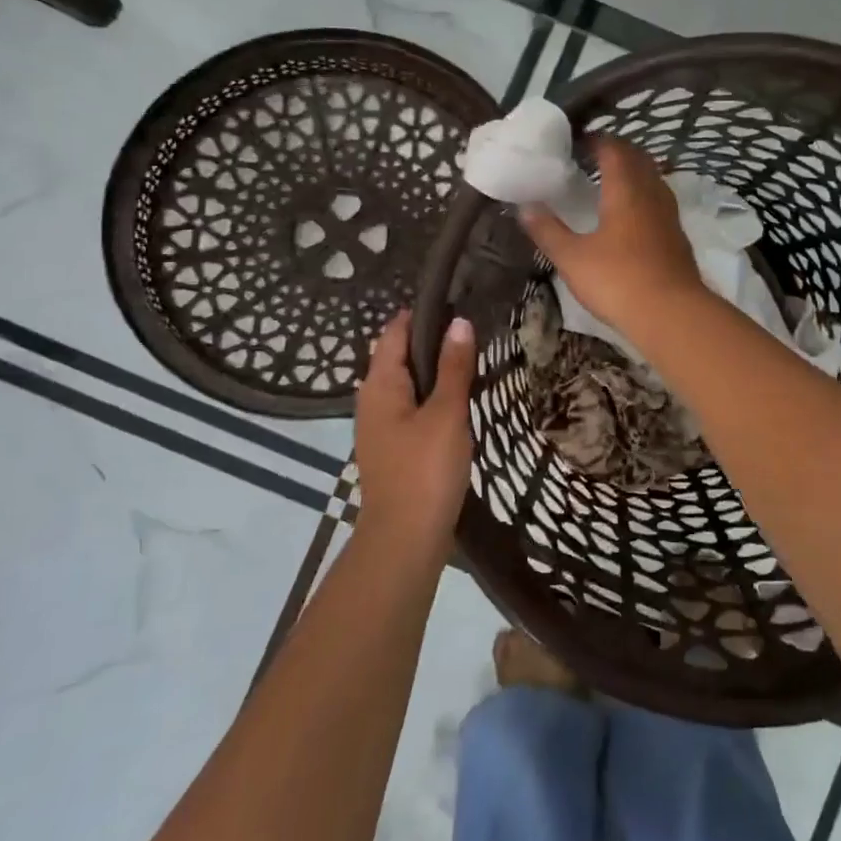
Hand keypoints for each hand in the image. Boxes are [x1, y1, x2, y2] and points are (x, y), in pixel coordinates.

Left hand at [353, 310, 476, 553]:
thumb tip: (459, 322)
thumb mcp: (446, 413)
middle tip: (469, 329)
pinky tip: (454, 400)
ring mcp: (379, 426)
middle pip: (397, 356)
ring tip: (467, 358)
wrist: (405, 538)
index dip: (421, 314)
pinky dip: (429, 395)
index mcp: (379, 384)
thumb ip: (454, 367)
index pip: (394, 332)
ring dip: (430, 369)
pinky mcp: (391, 447)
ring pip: (404, 383)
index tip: (455, 301)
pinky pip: (409, 406)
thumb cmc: (425, 469)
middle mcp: (371, 399)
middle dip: (428, 340)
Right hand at [520, 136, 703, 337]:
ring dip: (633, 174)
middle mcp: (652, 194)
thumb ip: (547, 230)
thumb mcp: (572, 258)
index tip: (576, 141)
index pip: (614, 149)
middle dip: (617, 152)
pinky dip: (643, 197)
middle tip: (591, 158)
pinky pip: (659, 203)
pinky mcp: (678, 237)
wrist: (672, 314)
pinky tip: (630, 218)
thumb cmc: (617, 280)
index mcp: (626, 189)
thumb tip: (524, 206)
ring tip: (610, 184)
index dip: (596, 140)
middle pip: (638, 159)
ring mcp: (669, 215)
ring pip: (653, 180)